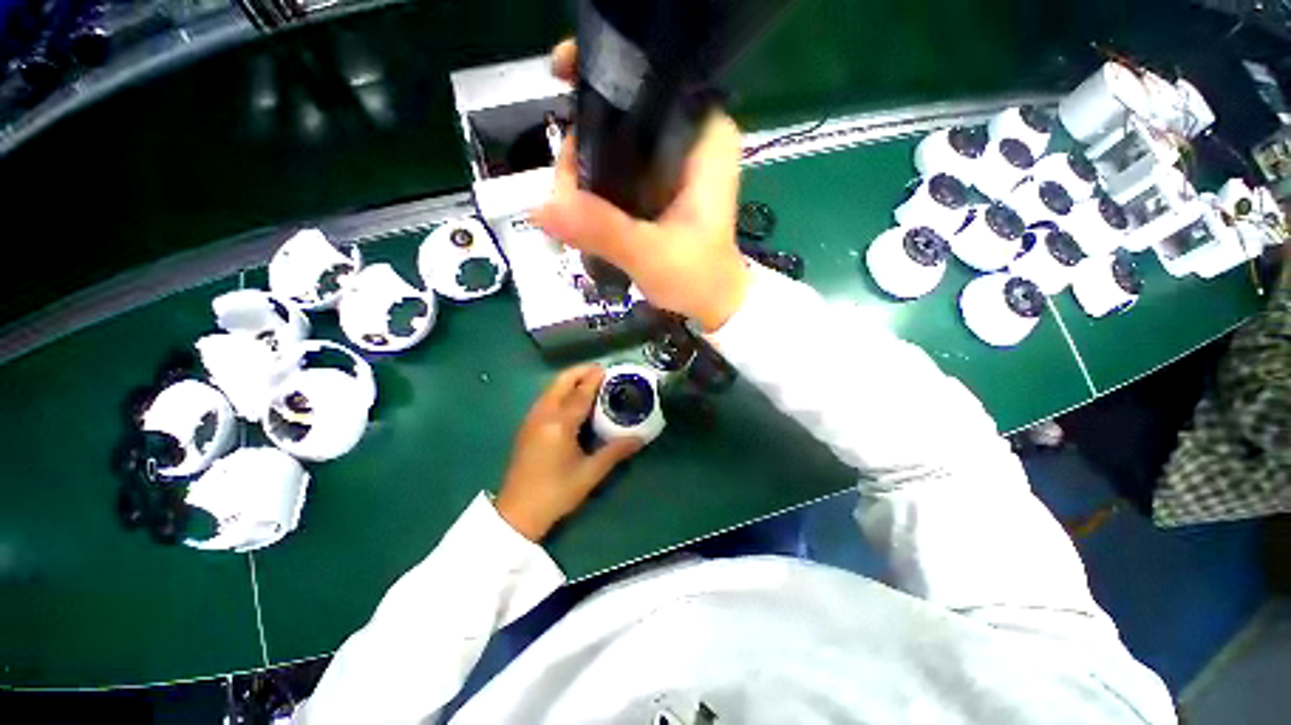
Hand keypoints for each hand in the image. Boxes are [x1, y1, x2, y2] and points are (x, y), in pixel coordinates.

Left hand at [495, 365, 640, 540]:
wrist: (517, 514)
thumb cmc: (556, 493)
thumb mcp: (590, 473)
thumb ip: (615, 452)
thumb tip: (639, 438)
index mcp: (559, 424)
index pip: (579, 393)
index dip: (594, 379)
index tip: (606, 369)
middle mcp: (543, 415)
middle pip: (560, 383)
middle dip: (579, 372)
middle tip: (599, 371)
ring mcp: (531, 420)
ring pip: (550, 390)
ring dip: (568, 380)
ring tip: (588, 382)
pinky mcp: (526, 428)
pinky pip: (545, 399)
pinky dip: (559, 391)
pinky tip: (570, 401)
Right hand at [533, 41, 750, 332]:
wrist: (711, 304)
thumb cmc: (698, 278)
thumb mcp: (651, 255)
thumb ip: (603, 230)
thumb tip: (540, 207)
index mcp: (705, 137)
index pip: (653, 79)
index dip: (605, 71)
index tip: (561, 75)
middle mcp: (690, 138)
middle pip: (623, 110)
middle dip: (584, 140)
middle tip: (565, 191)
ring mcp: (672, 162)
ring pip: (615, 140)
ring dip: (584, 167)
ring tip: (571, 208)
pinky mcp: (659, 185)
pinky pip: (617, 166)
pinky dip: (595, 182)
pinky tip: (581, 206)